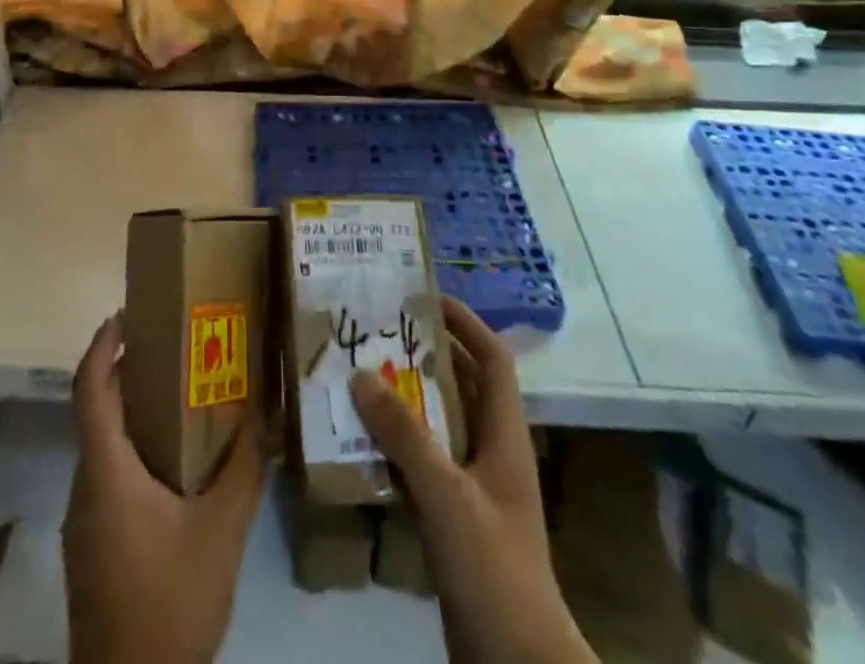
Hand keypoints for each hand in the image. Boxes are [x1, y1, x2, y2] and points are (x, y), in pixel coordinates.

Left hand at [63, 314, 266, 663]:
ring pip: (104, 446)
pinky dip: (135, 450)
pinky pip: (109, 476)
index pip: (89, 388)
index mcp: (106, 471)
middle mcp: (86, 487)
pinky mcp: (94, 548)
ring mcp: (85, 521)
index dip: (103, 343)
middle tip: (174, 345)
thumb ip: (246, 467)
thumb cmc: (169, 602)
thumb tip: (268, 412)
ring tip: (182, 395)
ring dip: (134, 413)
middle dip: (128, 371)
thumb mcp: (222, 531)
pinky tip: (175, 463)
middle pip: (97, 411)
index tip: (128, 312)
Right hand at [349, 297, 598, 663]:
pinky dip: (396, 448)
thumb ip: (405, 435)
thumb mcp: (447, 495)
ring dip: (404, 402)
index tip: (425, 297)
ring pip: (438, 424)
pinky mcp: (456, 520)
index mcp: (505, 435)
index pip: (493, 358)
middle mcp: (492, 451)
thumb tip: (360, 375)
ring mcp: (475, 487)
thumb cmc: (493, 567)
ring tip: (359, 377)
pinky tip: (360, 443)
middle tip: (378, 333)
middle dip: (423, 355)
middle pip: (461, 385)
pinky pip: (423, 465)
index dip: (466, 323)